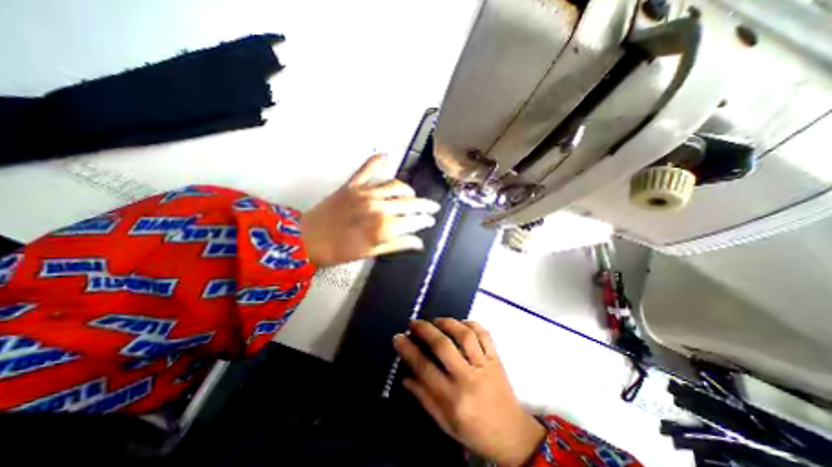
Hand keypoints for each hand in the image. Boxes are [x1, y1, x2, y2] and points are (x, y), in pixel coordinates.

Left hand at [301, 156, 440, 267]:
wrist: (308, 240)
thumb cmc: (340, 251)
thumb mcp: (372, 252)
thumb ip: (397, 245)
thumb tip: (418, 242)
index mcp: (384, 226)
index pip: (413, 220)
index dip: (425, 220)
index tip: (431, 220)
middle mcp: (378, 206)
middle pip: (409, 202)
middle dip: (424, 205)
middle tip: (432, 207)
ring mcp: (365, 192)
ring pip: (395, 185)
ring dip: (408, 189)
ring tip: (413, 195)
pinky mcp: (352, 185)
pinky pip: (367, 169)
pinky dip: (377, 161)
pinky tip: (386, 156)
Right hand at [393, 320, 547, 464]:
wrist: (512, 435)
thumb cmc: (475, 431)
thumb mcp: (445, 423)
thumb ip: (424, 398)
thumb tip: (405, 376)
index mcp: (453, 399)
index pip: (425, 368)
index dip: (408, 350)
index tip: (398, 338)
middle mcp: (468, 378)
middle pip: (444, 346)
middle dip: (425, 330)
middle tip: (413, 323)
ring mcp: (485, 365)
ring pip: (465, 335)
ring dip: (447, 323)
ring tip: (435, 320)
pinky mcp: (496, 358)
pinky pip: (484, 334)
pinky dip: (470, 324)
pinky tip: (459, 323)